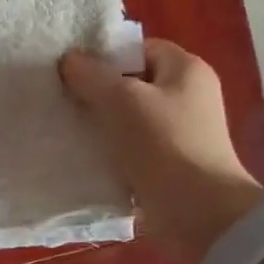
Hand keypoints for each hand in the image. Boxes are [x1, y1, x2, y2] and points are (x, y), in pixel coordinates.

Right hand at [60, 38, 263, 263]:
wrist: (199, 213)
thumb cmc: (165, 145)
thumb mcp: (122, 101)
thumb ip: (92, 76)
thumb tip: (69, 59)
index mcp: (187, 70)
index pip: (140, 49)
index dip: (107, 57)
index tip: (74, 72)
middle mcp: (188, 96)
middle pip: (133, 84)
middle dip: (98, 92)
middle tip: (64, 100)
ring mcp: (180, 132)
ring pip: (129, 118)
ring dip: (101, 125)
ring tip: (68, 129)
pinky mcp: (169, 163)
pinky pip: (132, 148)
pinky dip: (111, 151)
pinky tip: (84, 156)